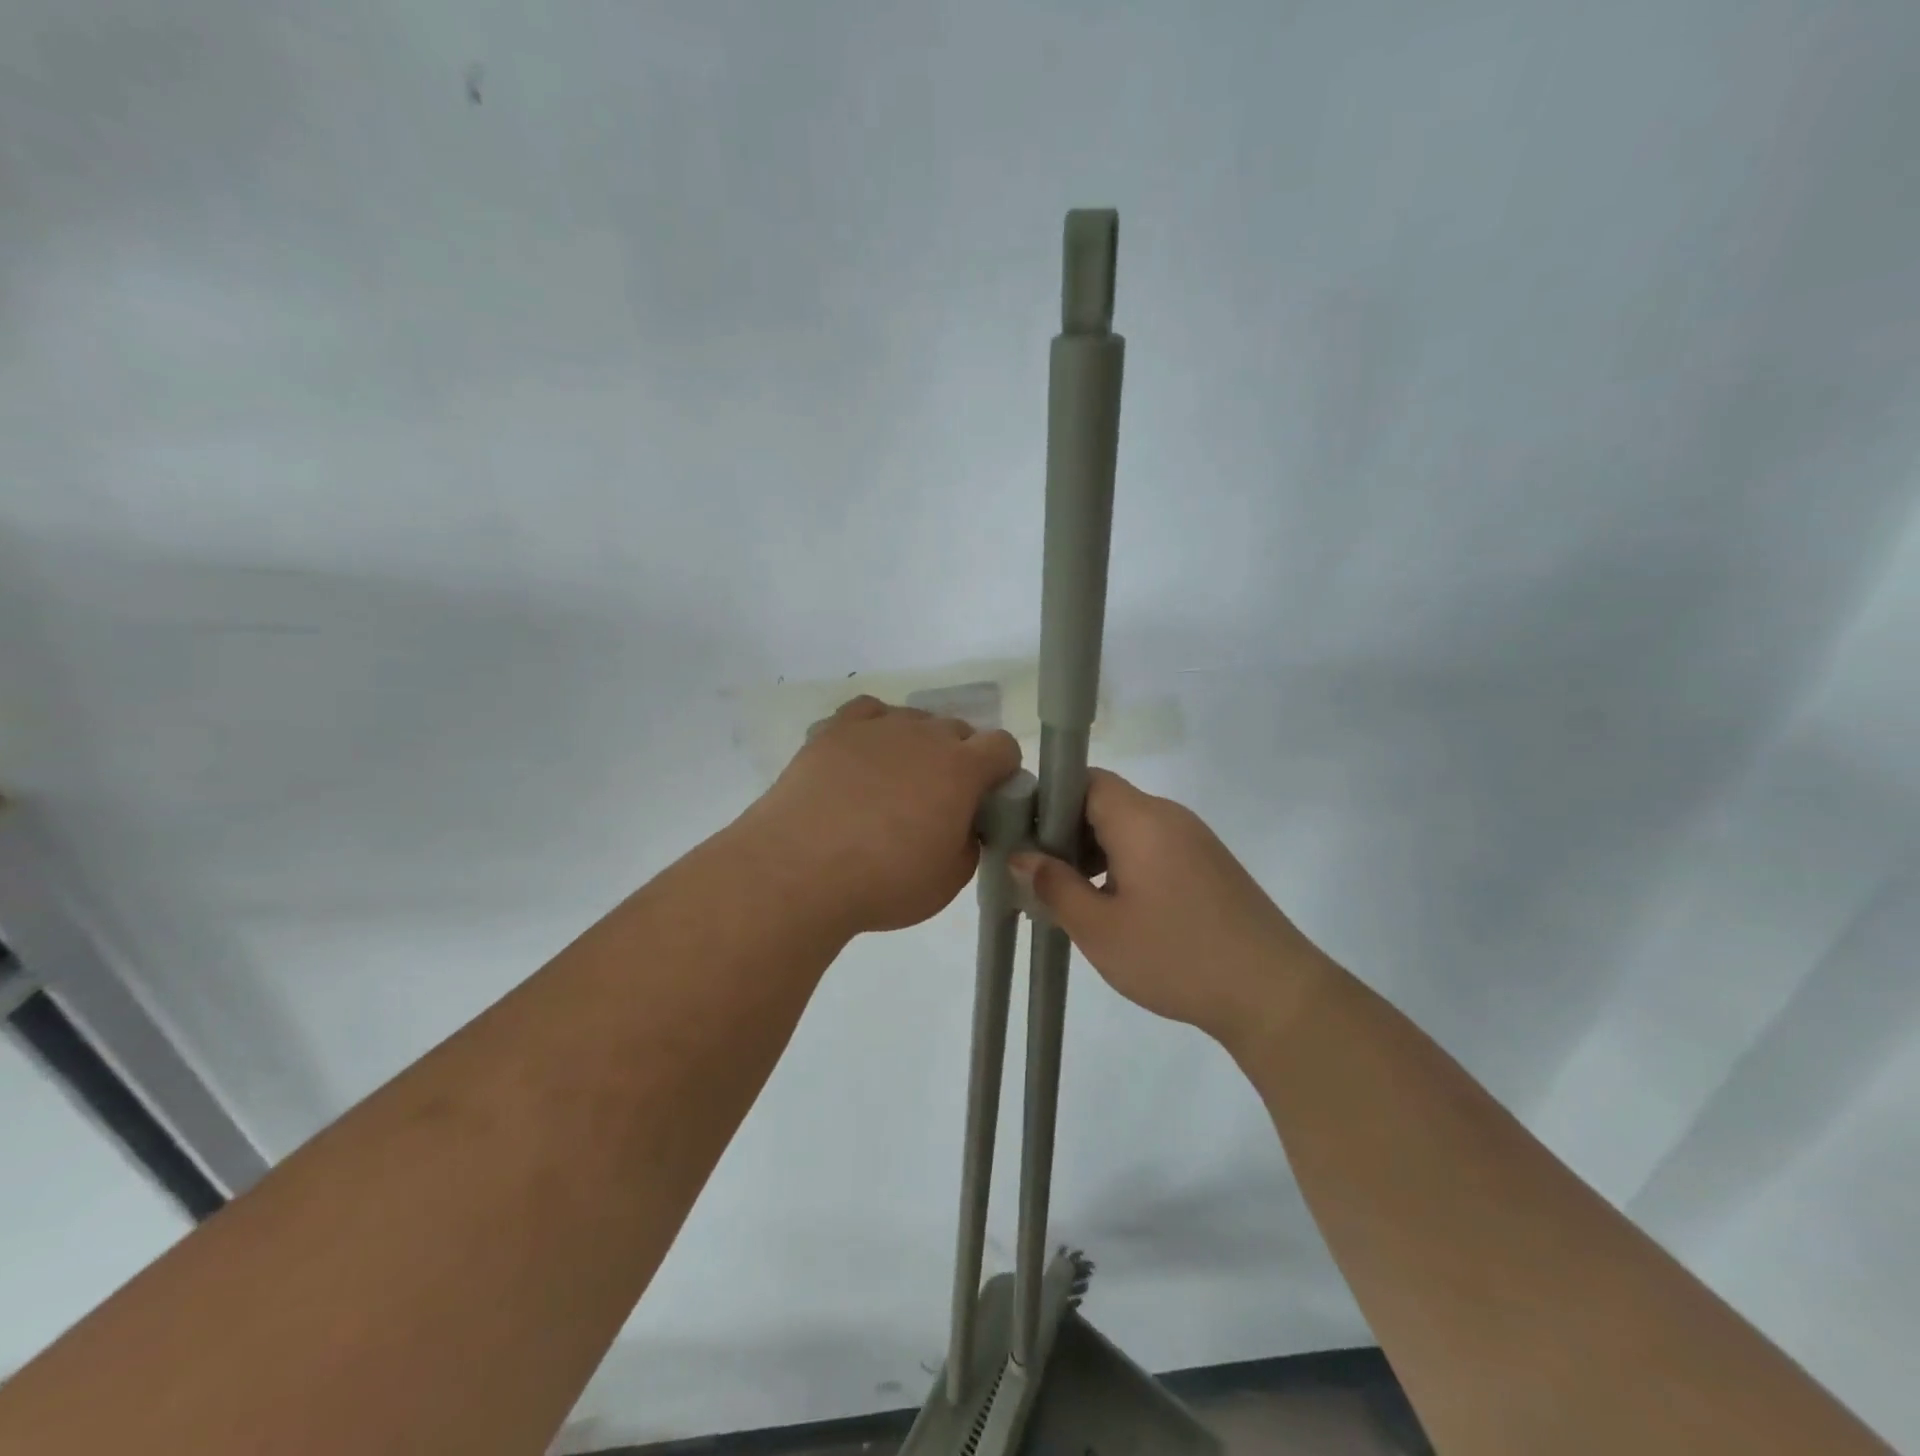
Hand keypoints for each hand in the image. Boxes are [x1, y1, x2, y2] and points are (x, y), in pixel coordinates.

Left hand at [745, 695, 1022, 935]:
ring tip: (894, 782)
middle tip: (940, 800)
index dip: (1003, 770)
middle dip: (960, 758)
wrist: (799, 870)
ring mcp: (877, 727)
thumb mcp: (949, 880)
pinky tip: (864, 757)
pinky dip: (874, 730)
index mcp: (961, 768)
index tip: (990, 797)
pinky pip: (867, 713)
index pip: (1003, 746)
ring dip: (917, 744)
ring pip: (913, 719)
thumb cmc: (883, 881)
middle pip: (957, 730)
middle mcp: (924, 735)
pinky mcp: (835, 730)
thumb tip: (963, 824)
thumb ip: (969, 842)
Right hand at [1010, 769, 1330, 1053]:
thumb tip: (1022, 856)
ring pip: (1128, 826)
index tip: (1026, 839)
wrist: (1274, 993)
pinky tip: (1117, 907)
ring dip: (1095, 850)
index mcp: (1140, 819)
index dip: (1049, 801)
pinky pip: (1153, 846)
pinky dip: (1124, 863)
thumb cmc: (1177, 956)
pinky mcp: (1209, 864)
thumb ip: (1054, 886)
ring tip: (1075, 896)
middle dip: (1067, 831)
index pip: (1085, 780)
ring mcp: (1194, 839)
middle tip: (1044, 875)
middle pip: (1105, 801)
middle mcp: (1169, 816)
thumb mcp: (1100, 929)